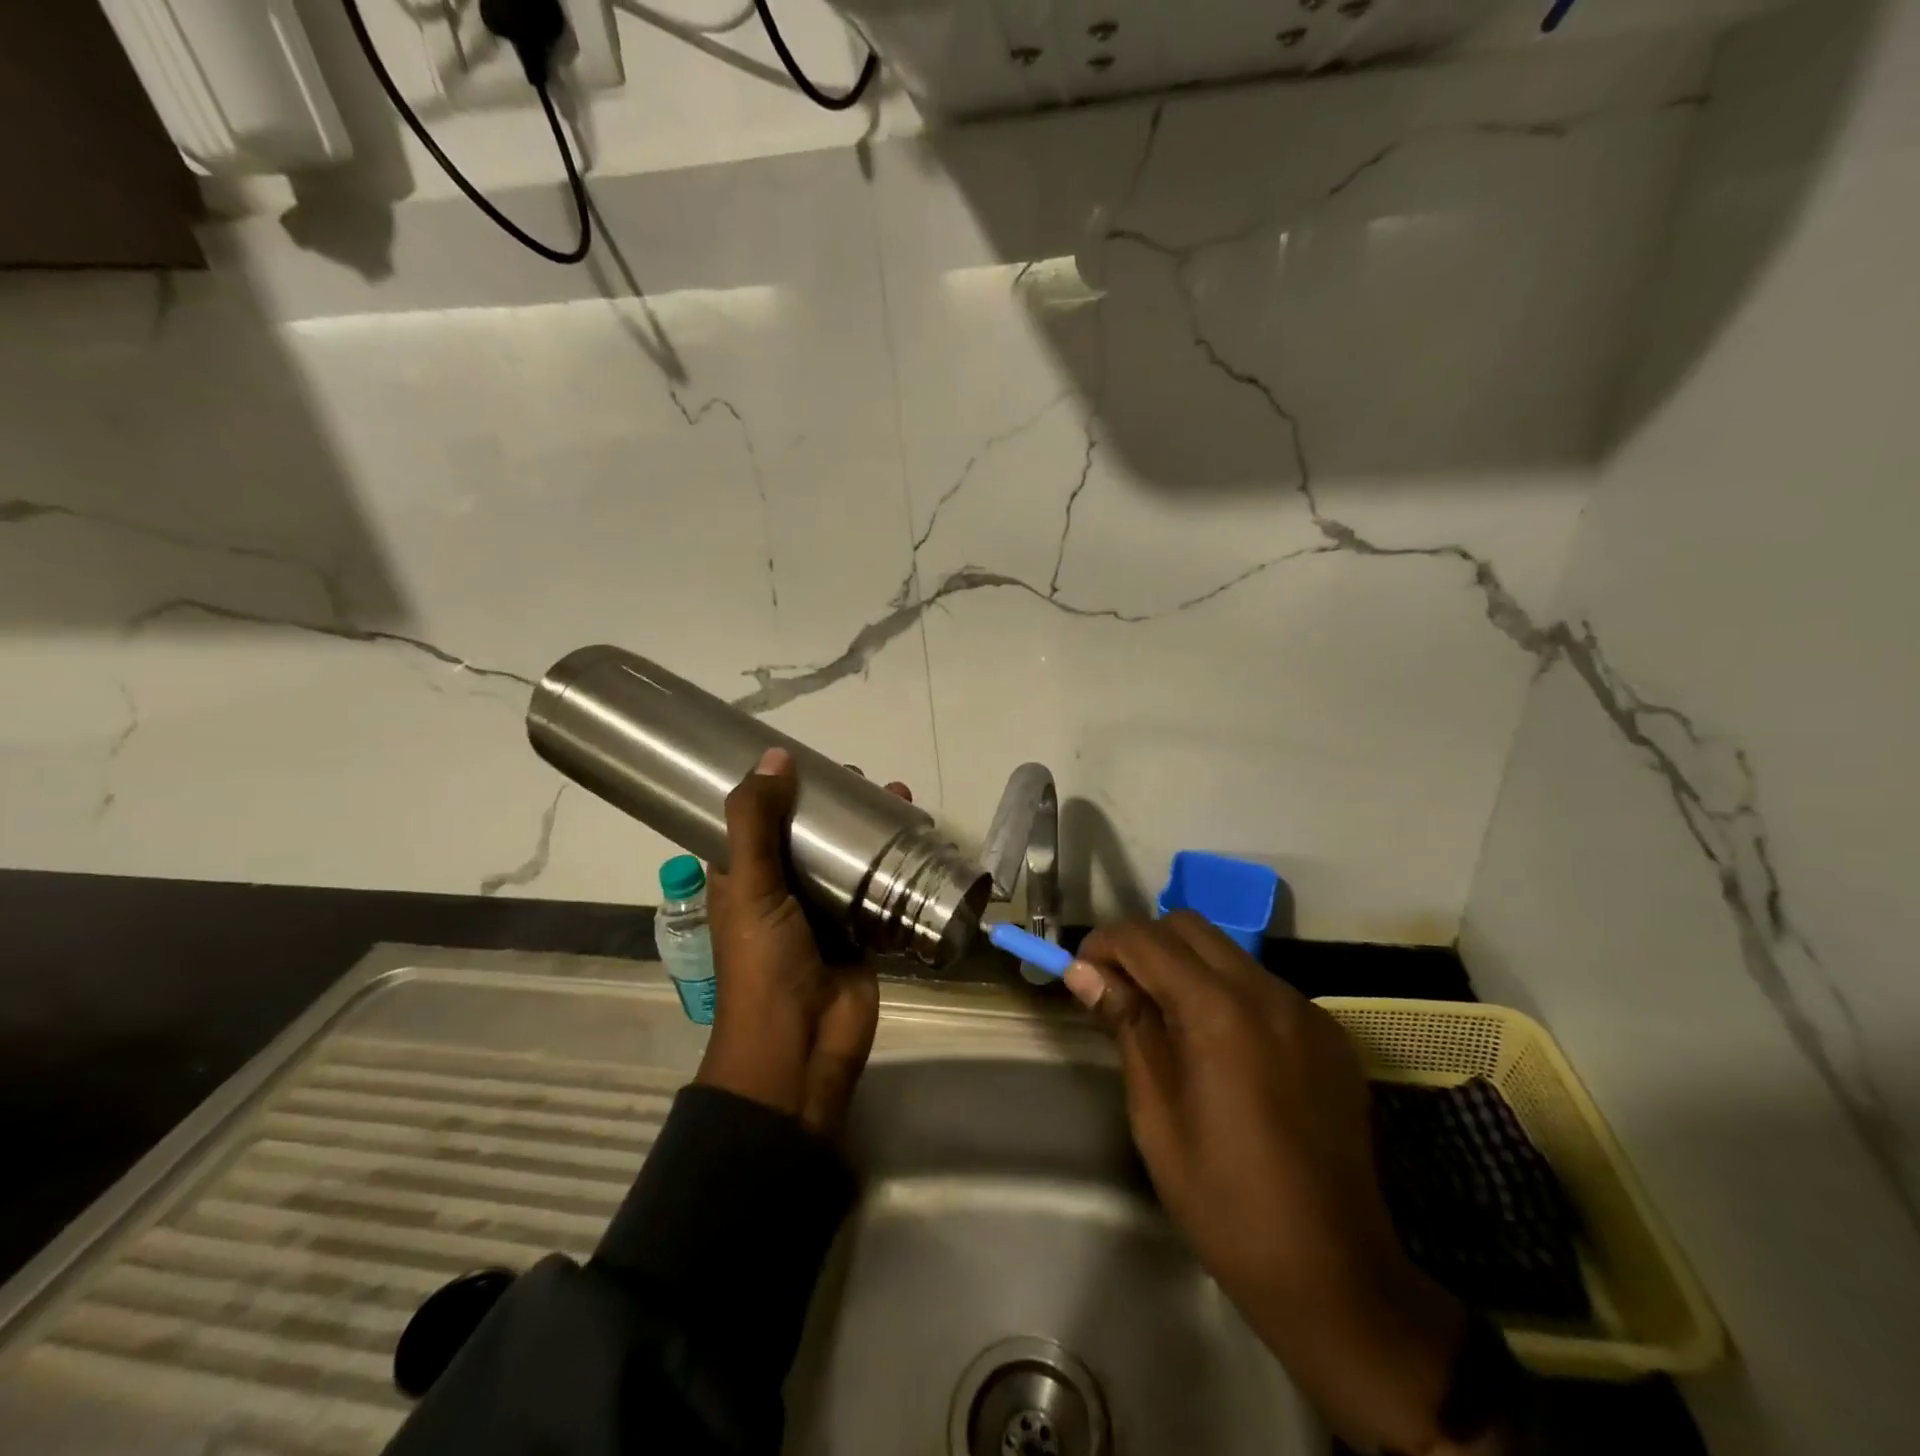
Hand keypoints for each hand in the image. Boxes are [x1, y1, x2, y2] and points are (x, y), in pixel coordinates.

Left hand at [695, 747, 907, 1142]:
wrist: (800, 1049)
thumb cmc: (763, 964)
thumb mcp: (750, 887)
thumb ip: (757, 823)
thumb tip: (775, 755)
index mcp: (744, 877)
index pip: (758, 819)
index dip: (780, 788)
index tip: (809, 758)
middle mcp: (783, 888)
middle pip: (812, 834)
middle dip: (839, 805)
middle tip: (866, 778)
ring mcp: (825, 910)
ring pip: (849, 857)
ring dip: (872, 829)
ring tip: (901, 798)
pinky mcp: (862, 930)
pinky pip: (880, 888)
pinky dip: (898, 864)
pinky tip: (921, 839)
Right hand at [1068, 914, 1476, 1455]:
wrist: (1332, 1272)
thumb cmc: (1223, 1198)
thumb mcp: (1155, 1112)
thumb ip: (1126, 1025)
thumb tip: (1084, 971)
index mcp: (1219, 1011)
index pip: (1147, 939)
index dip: (1104, 944)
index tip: (1082, 972)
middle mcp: (1268, 993)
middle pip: (1190, 927)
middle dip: (1145, 945)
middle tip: (1120, 991)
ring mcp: (1307, 1010)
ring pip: (1229, 953)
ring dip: (1187, 967)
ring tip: (1168, 1022)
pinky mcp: (1329, 1034)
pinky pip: (1264, 987)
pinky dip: (1228, 994)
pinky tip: (1222, 1049)